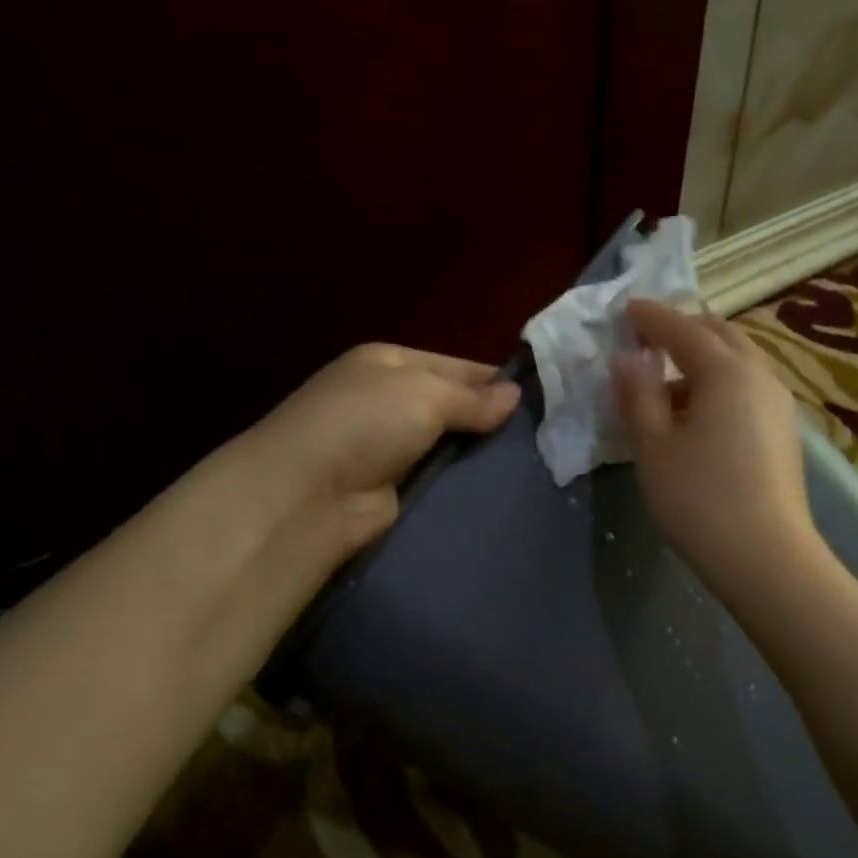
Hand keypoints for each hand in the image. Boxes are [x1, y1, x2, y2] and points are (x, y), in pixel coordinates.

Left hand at [246, 342, 520, 553]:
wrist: (309, 495)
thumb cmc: (364, 423)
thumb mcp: (424, 393)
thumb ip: (472, 397)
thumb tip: (516, 396)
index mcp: (389, 362)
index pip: (456, 366)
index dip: (496, 381)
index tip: (542, 400)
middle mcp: (389, 401)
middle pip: (454, 406)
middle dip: (493, 421)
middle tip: (548, 437)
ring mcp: (391, 447)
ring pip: (451, 446)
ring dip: (482, 455)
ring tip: (537, 464)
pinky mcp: (396, 488)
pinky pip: (441, 479)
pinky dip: (465, 483)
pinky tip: (502, 489)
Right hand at [612, 300, 815, 592]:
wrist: (765, 557)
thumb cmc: (699, 499)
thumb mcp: (654, 447)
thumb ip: (638, 396)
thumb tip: (627, 360)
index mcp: (726, 370)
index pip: (682, 328)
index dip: (650, 317)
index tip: (625, 310)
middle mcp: (760, 376)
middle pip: (719, 336)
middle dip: (683, 330)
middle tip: (648, 338)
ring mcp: (778, 405)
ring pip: (738, 363)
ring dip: (702, 360)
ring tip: (667, 382)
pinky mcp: (784, 433)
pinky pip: (747, 390)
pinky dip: (719, 386)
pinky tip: (699, 414)